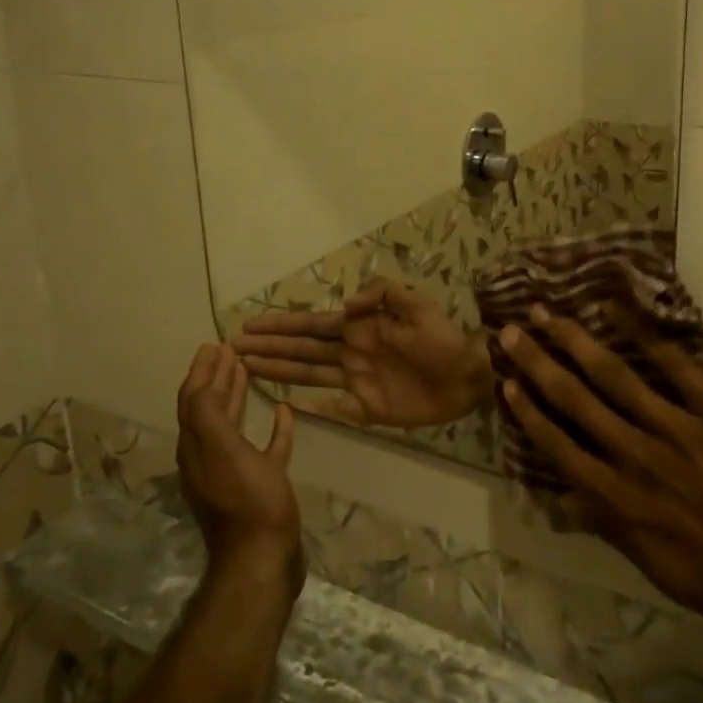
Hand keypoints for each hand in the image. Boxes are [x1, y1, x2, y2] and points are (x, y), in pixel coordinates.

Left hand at [175, 344, 303, 605]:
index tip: (213, 344)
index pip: (192, 399)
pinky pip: (264, 449)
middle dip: (216, 378)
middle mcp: (208, 457)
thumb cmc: (247, 501)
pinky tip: (284, 413)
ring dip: (236, 396)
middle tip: (229, 351)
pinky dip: (272, 429)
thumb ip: (208, 415)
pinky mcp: (259, 486)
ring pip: (231, 425)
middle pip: (208, 408)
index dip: (200, 371)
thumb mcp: (224, 452)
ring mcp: (234, 472)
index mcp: (196, 447)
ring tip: (247, 371)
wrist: (264, 558)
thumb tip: (200, 381)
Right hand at [235, 278, 491, 429]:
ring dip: (278, 370)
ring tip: (246, 369)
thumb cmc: (444, 339)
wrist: (469, 376)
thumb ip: (384, 295)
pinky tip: (286, 406)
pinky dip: (310, 407)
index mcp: (360, 327)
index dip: (281, 326)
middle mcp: (351, 352)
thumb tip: (346, 305)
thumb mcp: (418, 306)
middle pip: (302, 349)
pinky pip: (333, 407)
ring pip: (308, 374)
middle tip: (232, 348)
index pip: (313, 324)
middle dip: (268, 347)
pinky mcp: (367, 408)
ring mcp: (356, 381)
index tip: (248, 326)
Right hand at [497, 308, 702, 652]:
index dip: (530, 412)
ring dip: (576, 341)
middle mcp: (641, 458)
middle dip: (539, 363)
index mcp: (623, 502)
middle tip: (511, 331)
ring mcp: (681, 429)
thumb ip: (611, 525)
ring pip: (616, 376)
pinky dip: (643, 334)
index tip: (506, 381)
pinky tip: (617, 311)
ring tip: (547, 313)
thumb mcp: (660, 569)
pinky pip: (675, 365)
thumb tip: (564, 496)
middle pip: (577, 401)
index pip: (561, 448)